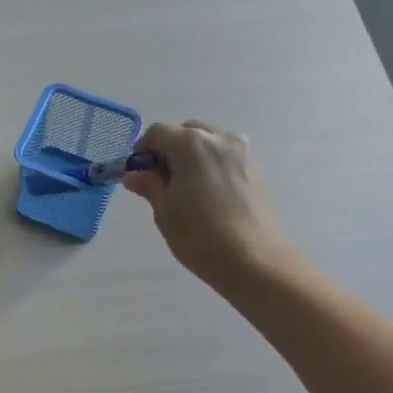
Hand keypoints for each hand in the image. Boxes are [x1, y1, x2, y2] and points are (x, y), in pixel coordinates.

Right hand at [124, 120, 288, 289]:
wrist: (255, 261)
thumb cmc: (201, 235)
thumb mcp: (165, 211)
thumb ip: (149, 185)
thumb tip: (135, 174)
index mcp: (191, 143)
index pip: (157, 133)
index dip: (143, 151)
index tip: (139, 174)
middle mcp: (219, 138)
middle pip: (186, 132)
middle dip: (170, 149)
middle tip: (163, 181)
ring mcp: (242, 151)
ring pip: (209, 141)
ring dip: (193, 154)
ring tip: (189, 187)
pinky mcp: (257, 168)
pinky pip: (227, 155)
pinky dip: (214, 163)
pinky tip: (211, 192)